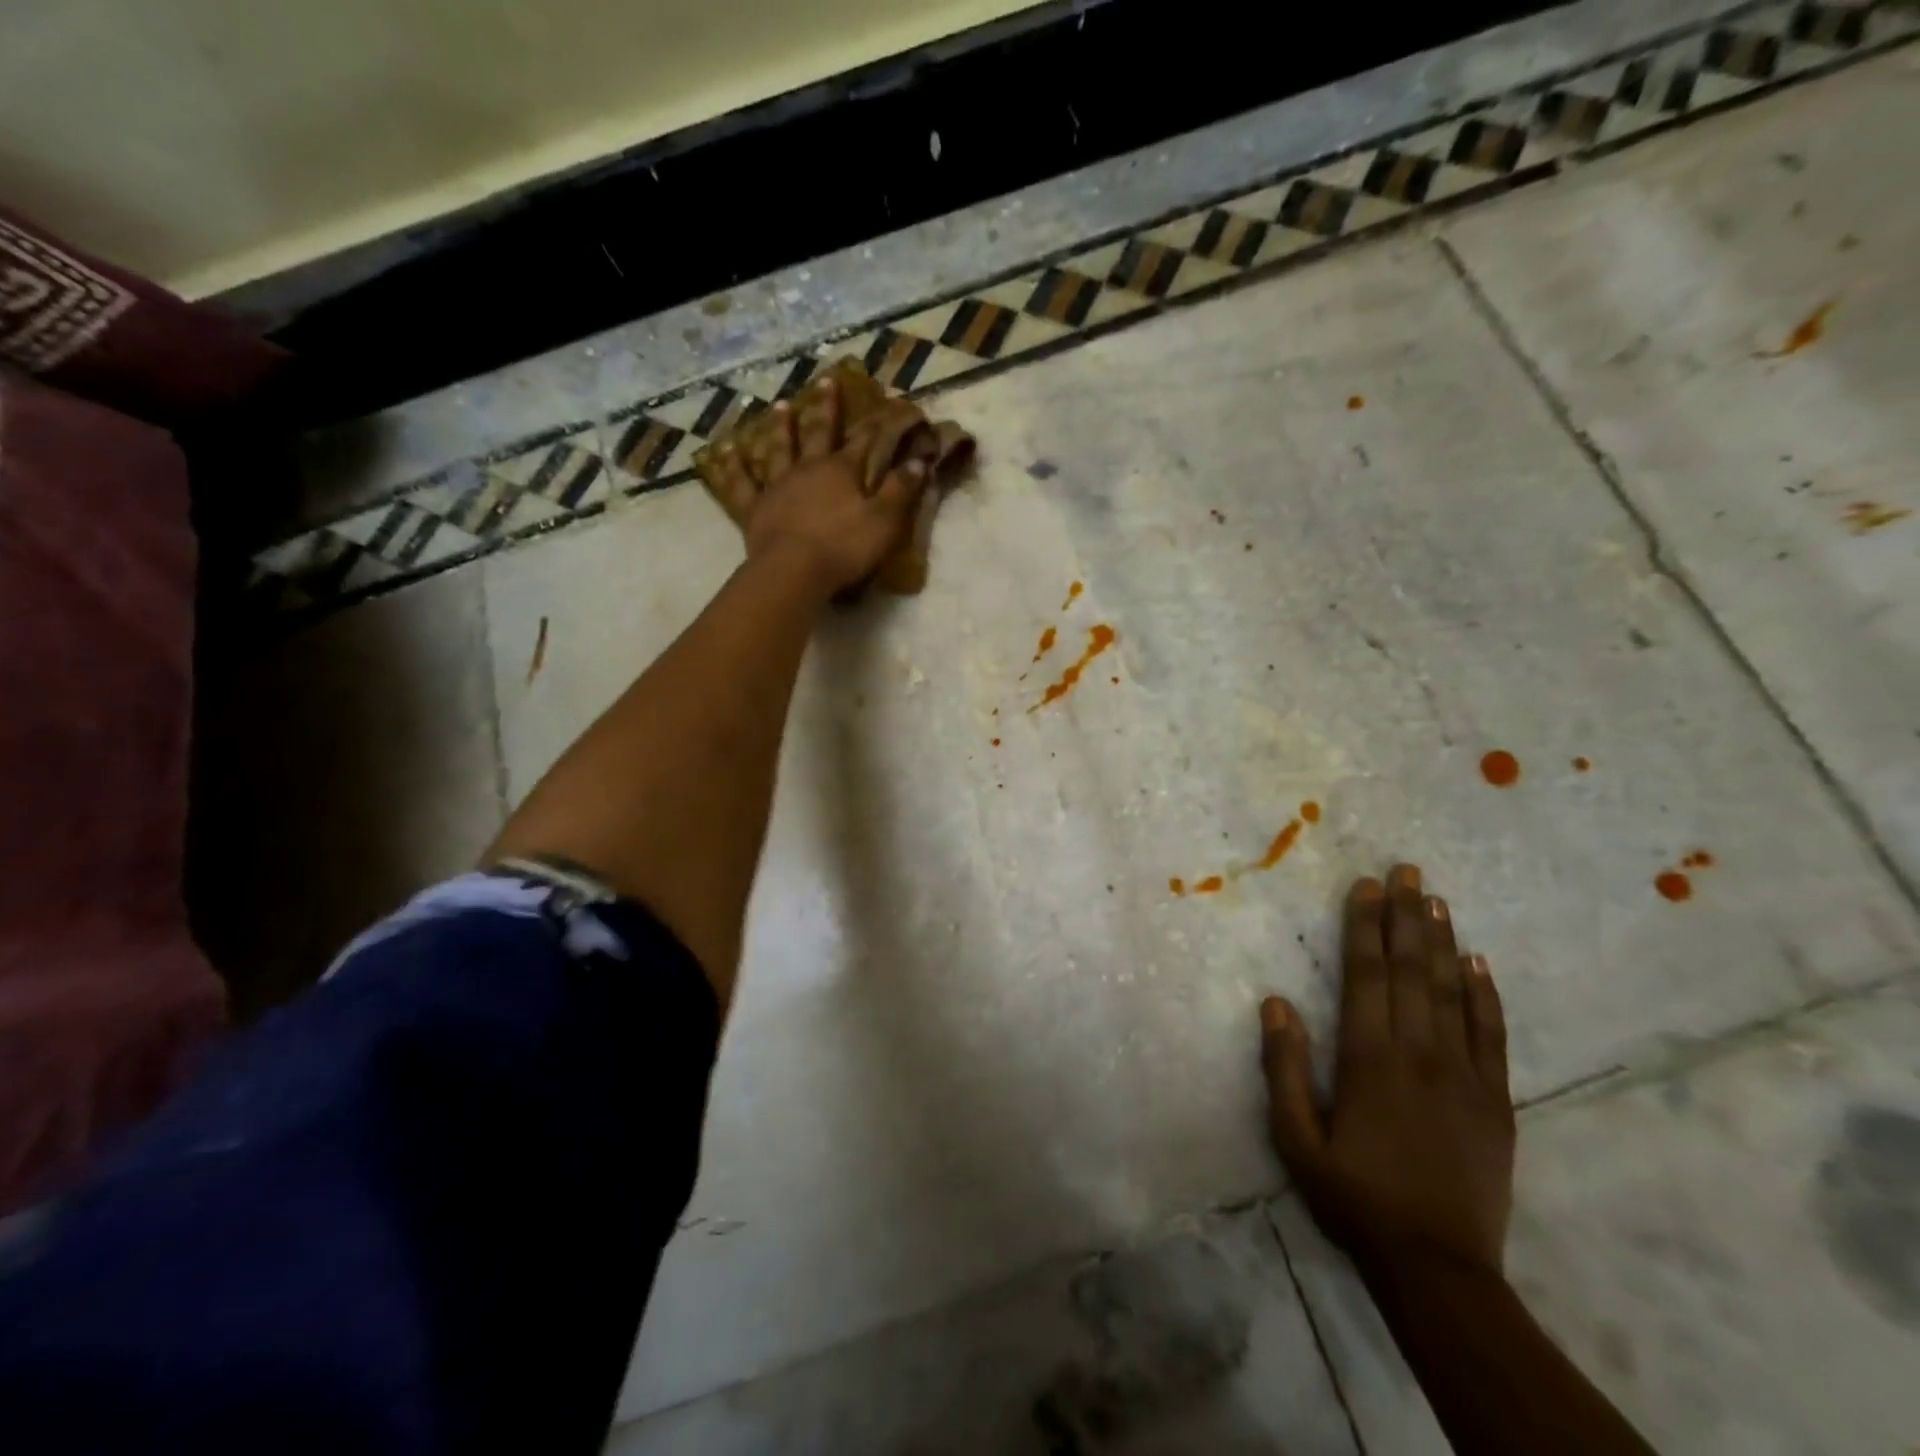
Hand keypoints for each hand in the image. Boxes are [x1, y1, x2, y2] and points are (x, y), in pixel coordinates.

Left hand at [743, 378, 926, 596]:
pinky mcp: (755, 508)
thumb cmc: (844, 547)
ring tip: (778, 405)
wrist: (794, 571)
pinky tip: (725, 450)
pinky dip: (733, 467)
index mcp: (842, 471)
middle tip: (826, 381)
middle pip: (818, 432)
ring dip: (780, 427)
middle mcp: (808, 469)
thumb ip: (901, 490)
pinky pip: (741, 484)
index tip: (889, 403)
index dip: (879, 422)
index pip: (865, 440)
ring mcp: (778, 486)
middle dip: (825, 407)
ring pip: (778, 448)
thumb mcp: (884, 521)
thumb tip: (919, 461)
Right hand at [1261, 865, 1514, 1277]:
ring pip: (1452, 992)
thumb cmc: (1354, 1197)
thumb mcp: (1295, 1139)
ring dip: (1443, 942)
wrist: (1438, 1267)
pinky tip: (1479, 963)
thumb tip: (1276, 1002)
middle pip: (1410, 971)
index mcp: (1368, 1059)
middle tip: (1407, 871)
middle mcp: (1418, 1053)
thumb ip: (1284, 1068)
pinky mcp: (1496, 1101)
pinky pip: (1492, 1035)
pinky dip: (1486, 995)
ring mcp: (1464, 1075)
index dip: (1365, 927)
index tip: (1367, 887)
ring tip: (1438, 900)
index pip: (1366, 975)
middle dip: (1406, 917)